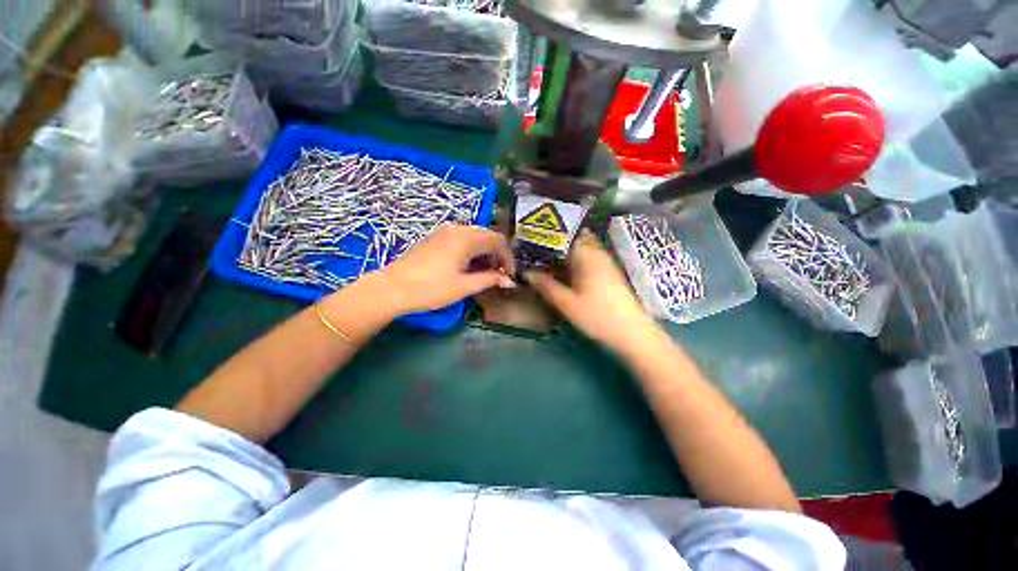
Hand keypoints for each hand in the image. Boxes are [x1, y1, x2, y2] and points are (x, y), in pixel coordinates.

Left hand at [378, 225, 515, 315]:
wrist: (392, 288)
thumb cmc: (430, 289)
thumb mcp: (464, 286)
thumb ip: (490, 280)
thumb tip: (509, 281)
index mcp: (466, 238)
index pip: (498, 241)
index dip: (508, 258)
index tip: (509, 276)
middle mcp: (457, 229)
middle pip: (488, 235)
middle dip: (498, 254)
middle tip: (499, 274)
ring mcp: (444, 231)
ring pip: (475, 236)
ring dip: (485, 252)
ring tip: (485, 272)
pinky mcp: (435, 237)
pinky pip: (462, 238)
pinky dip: (472, 250)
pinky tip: (468, 266)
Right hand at [526, 232, 659, 353]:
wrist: (632, 333)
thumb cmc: (597, 316)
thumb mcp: (566, 303)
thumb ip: (546, 286)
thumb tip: (527, 272)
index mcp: (586, 255)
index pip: (563, 235)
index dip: (546, 237)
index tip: (530, 242)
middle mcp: (597, 253)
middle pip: (573, 240)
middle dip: (554, 244)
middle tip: (535, 252)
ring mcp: (605, 263)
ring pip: (581, 250)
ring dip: (564, 254)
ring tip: (546, 262)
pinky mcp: (609, 274)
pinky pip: (588, 260)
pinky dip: (574, 262)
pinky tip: (564, 273)